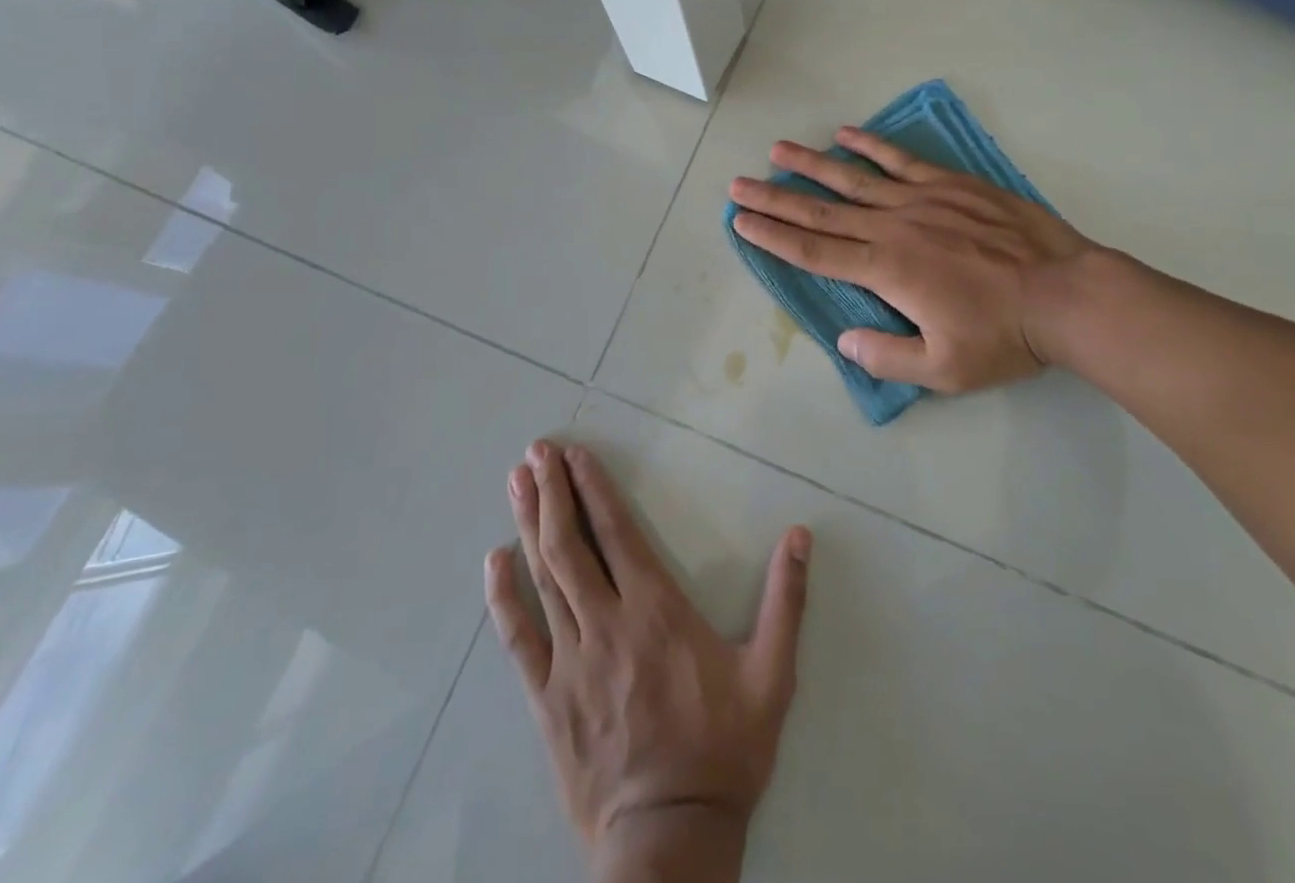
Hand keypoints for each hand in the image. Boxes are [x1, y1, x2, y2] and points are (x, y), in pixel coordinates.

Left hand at [485, 441, 810, 880]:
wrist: (669, 842)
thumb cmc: (722, 752)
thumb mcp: (771, 676)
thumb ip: (785, 601)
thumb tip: (801, 535)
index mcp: (656, 611)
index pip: (617, 533)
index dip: (594, 489)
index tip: (575, 454)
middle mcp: (607, 624)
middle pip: (571, 545)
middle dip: (552, 492)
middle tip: (535, 451)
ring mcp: (571, 661)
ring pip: (544, 578)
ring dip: (528, 524)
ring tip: (515, 481)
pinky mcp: (547, 698)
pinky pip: (518, 639)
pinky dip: (503, 597)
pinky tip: (493, 562)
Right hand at [729, 126, 1094, 392]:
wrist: (1065, 294)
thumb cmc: (1003, 336)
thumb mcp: (943, 370)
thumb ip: (887, 356)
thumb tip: (845, 340)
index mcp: (887, 270)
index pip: (815, 252)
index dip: (774, 237)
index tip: (741, 221)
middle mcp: (894, 228)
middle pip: (822, 213)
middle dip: (776, 200)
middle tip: (739, 185)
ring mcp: (922, 200)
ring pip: (854, 179)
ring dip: (811, 165)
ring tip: (778, 150)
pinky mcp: (950, 184)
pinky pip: (902, 160)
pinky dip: (872, 145)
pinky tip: (847, 133)